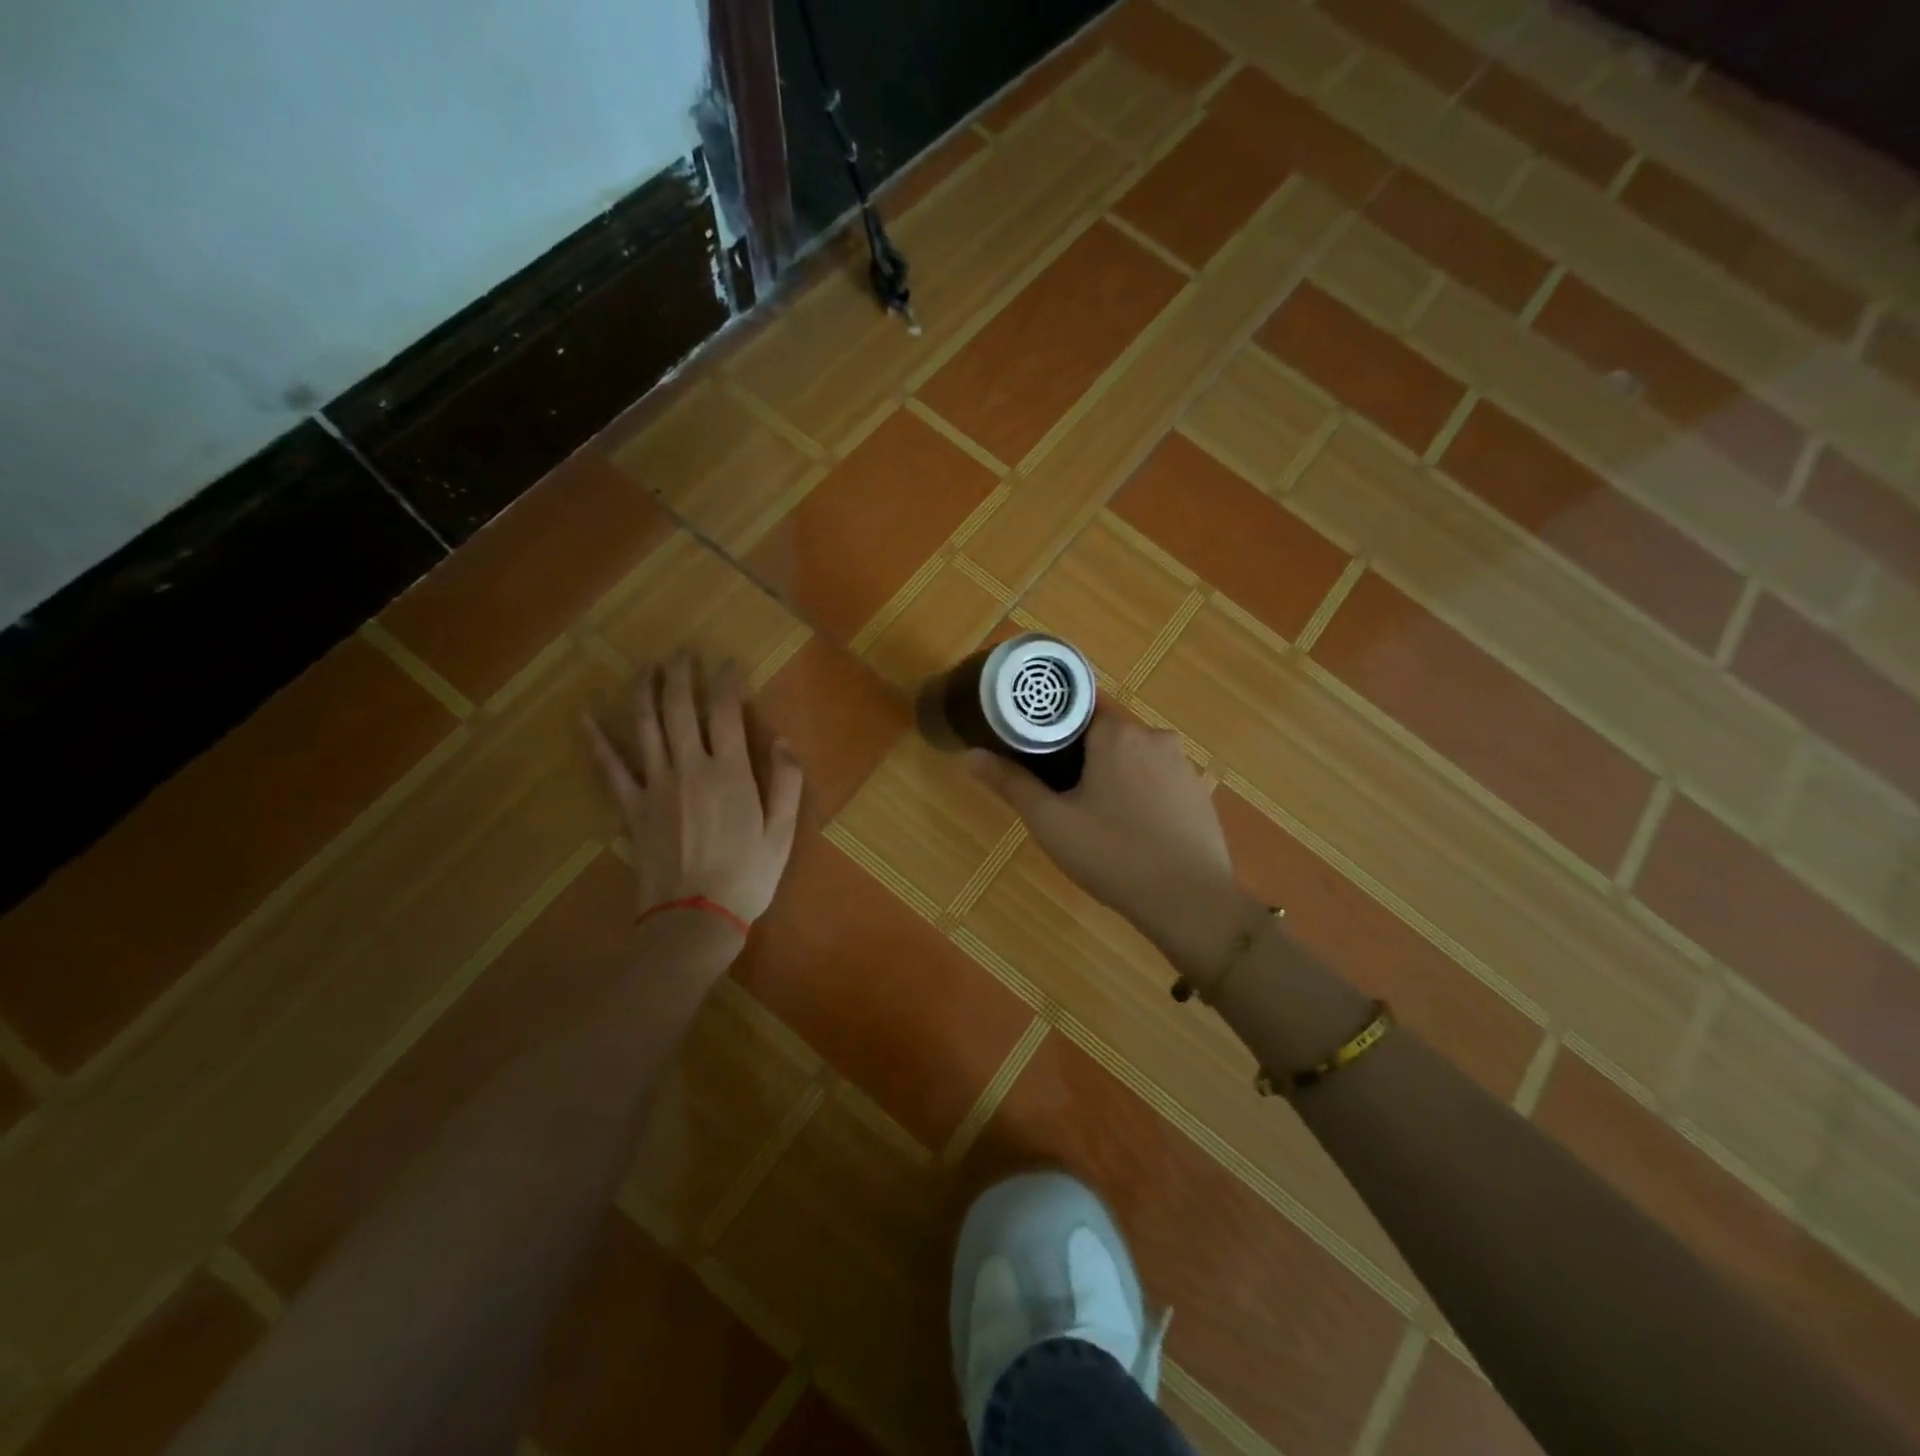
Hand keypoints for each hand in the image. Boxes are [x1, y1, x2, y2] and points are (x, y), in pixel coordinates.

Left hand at [587, 654, 803, 931]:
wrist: (694, 918)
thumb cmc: (747, 877)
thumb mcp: (782, 832)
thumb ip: (785, 782)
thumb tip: (782, 741)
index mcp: (730, 772)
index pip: (725, 712)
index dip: (726, 682)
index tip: (728, 663)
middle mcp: (689, 767)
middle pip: (679, 708)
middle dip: (681, 674)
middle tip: (682, 652)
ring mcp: (655, 785)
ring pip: (645, 726)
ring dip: (645, 690)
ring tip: (647, 666)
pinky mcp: (631, 806)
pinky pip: (610, 767)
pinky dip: (597, 739)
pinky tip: (586, 715)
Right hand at [966, 708, 1255, 968]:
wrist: (1190, 902)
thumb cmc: (1113, 855)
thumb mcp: (1051, 822)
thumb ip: (1011, 783)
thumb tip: (971, 755)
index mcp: (1118, 733)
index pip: (1076, 708)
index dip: (1049, 726)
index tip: (1031, 750)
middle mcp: (1155, 737)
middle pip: (1104, 733)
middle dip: (1078, 756)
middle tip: (1055, 792)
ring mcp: (1183, 766)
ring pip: (1132, 758)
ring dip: (1110, 775)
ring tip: (1090, 814)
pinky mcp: (1199, 794)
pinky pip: (1157, 781)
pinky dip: (1138, 794)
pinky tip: (1128, 829)